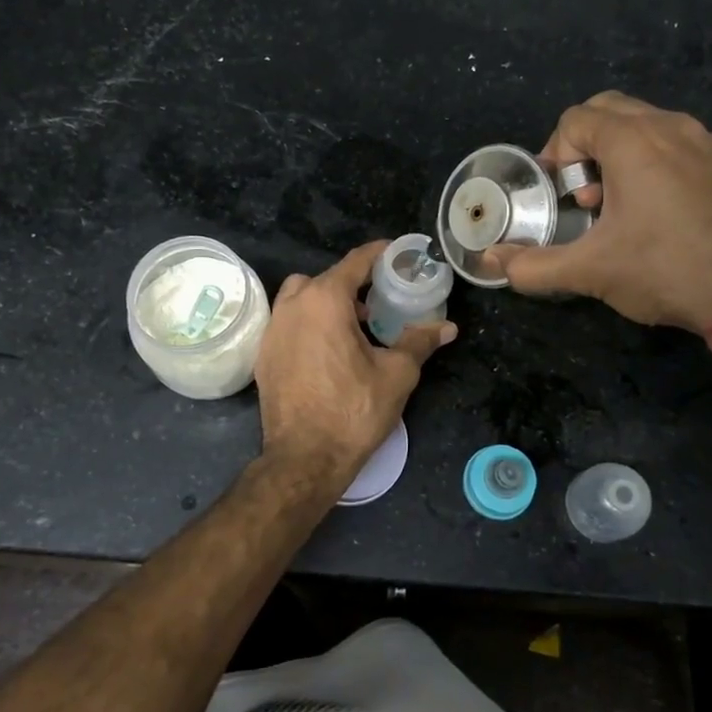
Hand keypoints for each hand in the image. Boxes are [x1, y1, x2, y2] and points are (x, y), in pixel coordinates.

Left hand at [255, 241, 456, 488]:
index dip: (379, 254)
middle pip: (325, 278)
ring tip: (352, 326)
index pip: (356, 262)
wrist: (304, 458)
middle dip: (352, 283)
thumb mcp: (397, 374)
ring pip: (300, 297)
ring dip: (325, 301)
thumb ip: (419, 342)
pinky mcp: (264, 354)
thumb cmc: (354, 411)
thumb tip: (447, 327)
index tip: (397, 253)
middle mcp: (293, 306)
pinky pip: (288, 322)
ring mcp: (273, 330)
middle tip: (378, 300)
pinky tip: (328, 350)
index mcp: (325, 300)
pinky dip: (308, 323)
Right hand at [489, 91, 711, 334]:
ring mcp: (710, 143)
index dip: (556, 153)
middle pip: (612, 109)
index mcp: (634, 141)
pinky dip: (661, 163)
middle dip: (586, 145)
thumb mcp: (590, 271)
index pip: (576, 118)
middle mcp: (673, 127)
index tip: (563, 196)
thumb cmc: (666, 270)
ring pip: (651, 124)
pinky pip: (683, 145)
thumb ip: (533, 266)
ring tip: (624, 206)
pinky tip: (666, 214)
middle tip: (587, 194)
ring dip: (624, 153)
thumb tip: (491, 263)